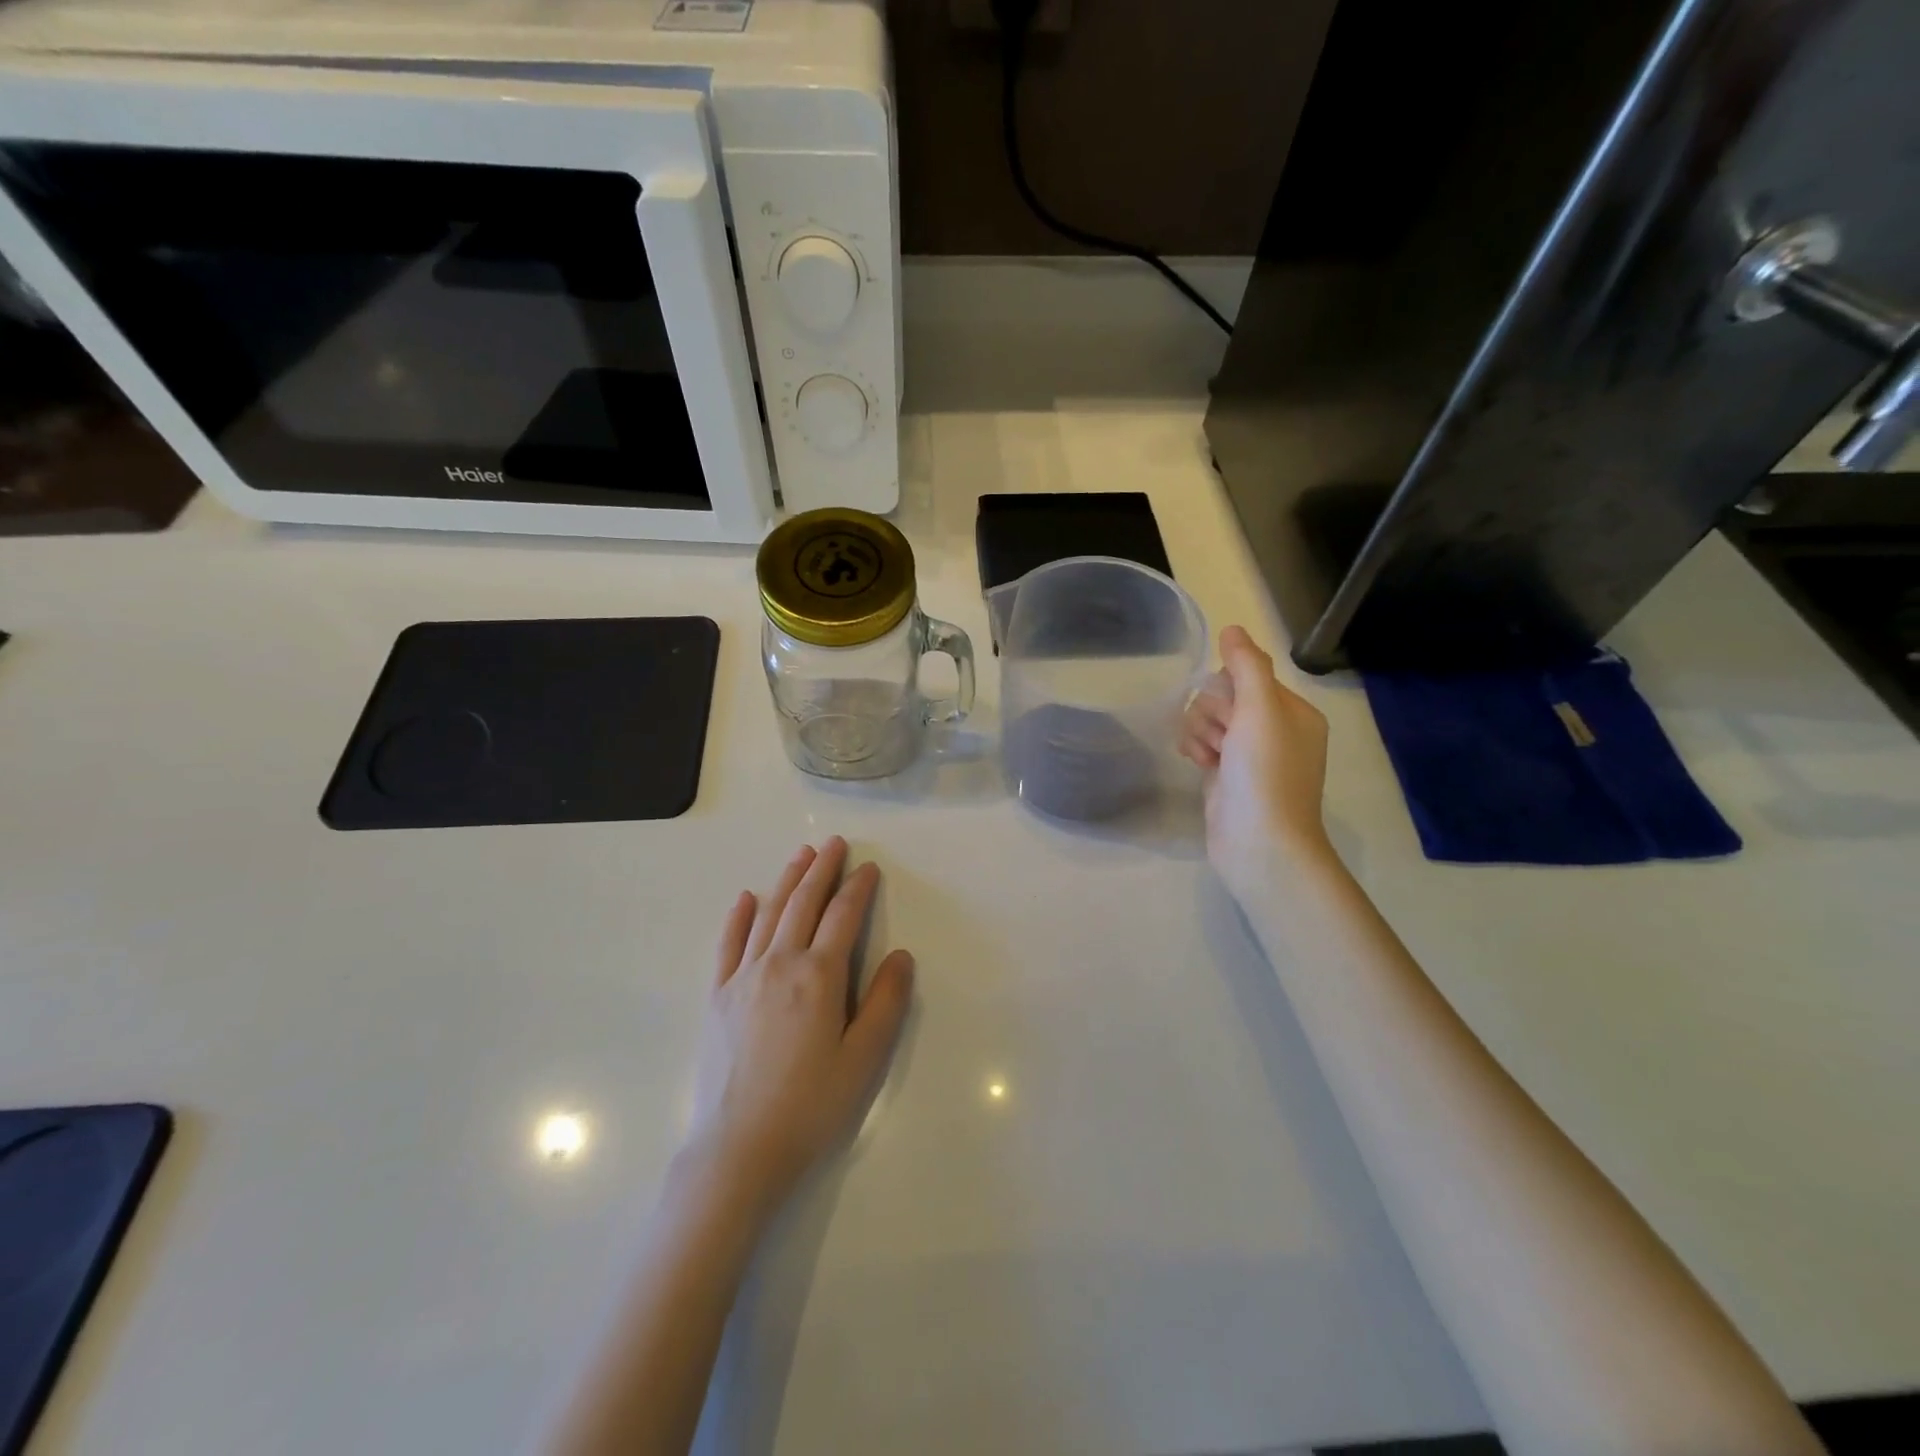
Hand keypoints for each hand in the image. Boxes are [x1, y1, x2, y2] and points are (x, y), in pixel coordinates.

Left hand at [684, 837, 913, 1216]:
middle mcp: (779, 963)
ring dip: (786, 880)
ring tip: (801, 855)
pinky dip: (739, 916)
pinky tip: (747, 897)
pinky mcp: (718, 996)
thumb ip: (885, 1003)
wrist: (739, 1149)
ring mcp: (743, 977)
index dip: (858, 888)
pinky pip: (728, 944)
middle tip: (834, 843)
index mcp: (819, 976)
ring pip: (768, 914)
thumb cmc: (811, 1105)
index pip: (843, 917)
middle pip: (803, 903)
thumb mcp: (864, 1058)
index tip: (869, 867)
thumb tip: (901, 956)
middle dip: (822, 869)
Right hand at [1181, 625, 1333, 895]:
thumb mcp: (1260, 711)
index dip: (1227, 690)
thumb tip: (1232, 628)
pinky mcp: (1227, 776)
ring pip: (1208, 720)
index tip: (1230, 716)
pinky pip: (1203, 744)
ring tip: (1208, 757)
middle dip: (1211, 714)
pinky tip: (1198, 765)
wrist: (1259, 844)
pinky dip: (1196, 749)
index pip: (1246, 675)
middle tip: (1221, 741)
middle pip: (1224, 697)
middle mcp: (1275, 730)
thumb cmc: (1265, 774)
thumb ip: (1246, 665)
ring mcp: (1249, 755)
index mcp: (1293, 712)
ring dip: (1200, 732)